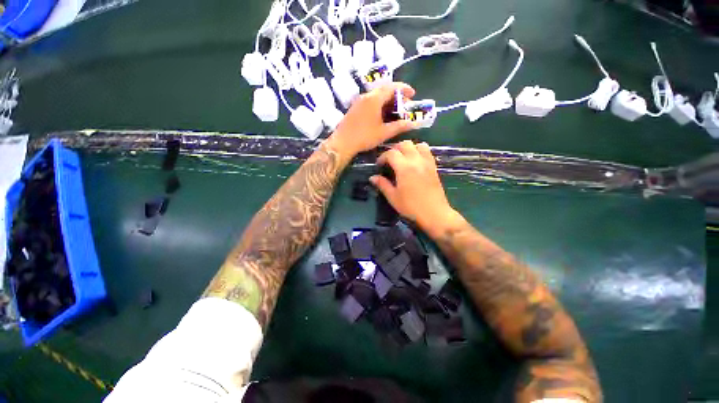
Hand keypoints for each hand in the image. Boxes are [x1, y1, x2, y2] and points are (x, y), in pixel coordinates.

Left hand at [326, 82, 416, 161]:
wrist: (343, 143)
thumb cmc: (364, 137)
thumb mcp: (384, 133)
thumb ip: (399, 127)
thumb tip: (412, 124)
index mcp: (374, 99)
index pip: (392, 87)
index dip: (404, 89)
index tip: (413, 94)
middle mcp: (366, 96)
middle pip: (384, 90)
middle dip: (397, 96)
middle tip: (405, 106)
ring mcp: (359, 102)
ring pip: (377, 96)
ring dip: (388, 101)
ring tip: (395, 112)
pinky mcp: (355, 108)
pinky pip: (370, 102)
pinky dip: (379, 105)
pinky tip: (382, 116)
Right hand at [370, 141, 458, 235]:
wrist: (434, 214)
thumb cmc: (411, 207)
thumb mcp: (393, 197)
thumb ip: (382, 184)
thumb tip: (372, 177)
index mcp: (404, 168)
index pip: (391, 153)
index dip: (382, 157)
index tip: (379, 165)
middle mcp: (416, 161)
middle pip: (405, 144)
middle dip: (394, 149)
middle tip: (390, 160)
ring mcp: (427, 163)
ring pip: (418, 145)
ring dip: (409, 148)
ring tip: (403, 158)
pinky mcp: (434, 167)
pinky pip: (427, 152)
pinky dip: (419, 151)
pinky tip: (415, 162)